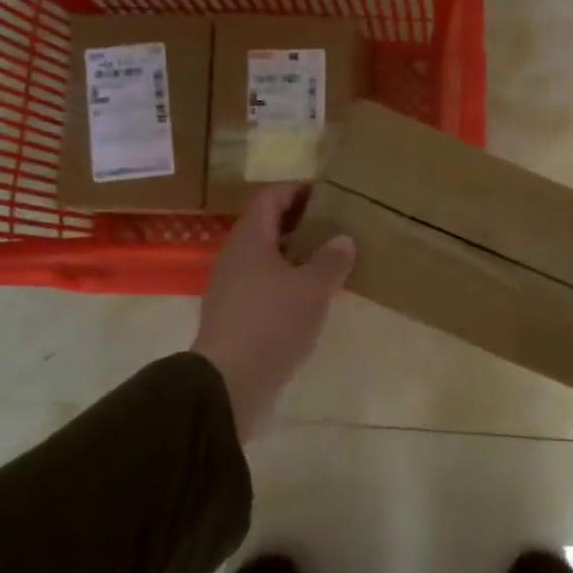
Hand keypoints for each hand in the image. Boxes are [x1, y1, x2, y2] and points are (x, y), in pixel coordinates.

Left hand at [193, 184, 355, 443]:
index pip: (269, 198)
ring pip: (264, 257)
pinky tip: (311, 296)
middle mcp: (235, 258)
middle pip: (265, 226)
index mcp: (250, 240)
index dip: (297, 190)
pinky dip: (287, 280)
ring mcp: (231, 288)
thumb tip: (343, 240)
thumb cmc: (272, 322)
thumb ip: (331, 260)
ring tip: (329, 259)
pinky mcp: (235, 316)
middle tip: (334, 225)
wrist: (229, 382)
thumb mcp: (313, 288)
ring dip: (294, 253)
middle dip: (299, 222)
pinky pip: (263, 284)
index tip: (327, 194)